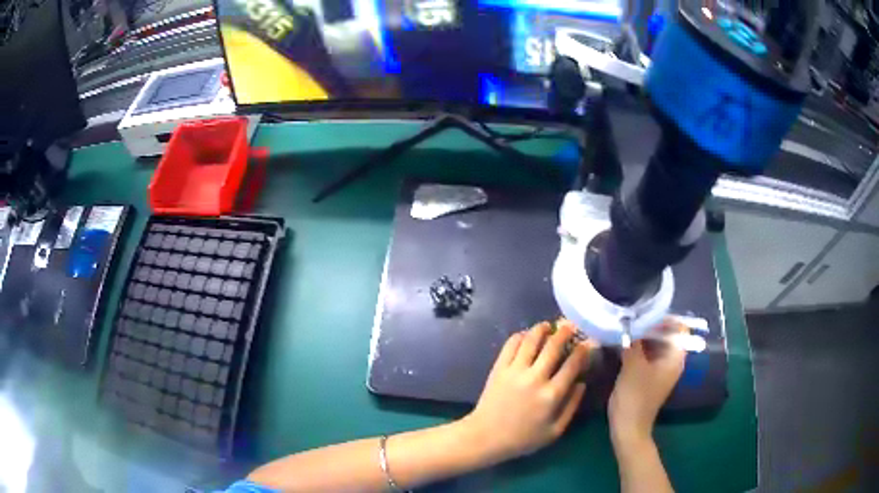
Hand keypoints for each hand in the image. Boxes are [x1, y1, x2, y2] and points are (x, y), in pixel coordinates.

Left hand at [462, 320, 594, 463]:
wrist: (486, 437)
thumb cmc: (523, 438)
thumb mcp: (554, 431)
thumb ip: (571, 406)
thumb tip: (582, 383)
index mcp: (552, 395)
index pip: (572, 364)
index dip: (583, 350)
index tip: (588, 343)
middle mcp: (535, 378)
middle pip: (553, 346)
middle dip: (565, 332)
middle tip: (570, 325)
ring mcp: (515, 371)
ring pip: (531, 340)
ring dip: (542, 329)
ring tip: (548, 325)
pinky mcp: (499, 368)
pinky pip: (511, 345)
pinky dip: (520, 336)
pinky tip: (526, 335)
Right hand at [608, 321, 686, 446]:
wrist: (628, 428)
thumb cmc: (635, 396)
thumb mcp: (633, 365)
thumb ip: (632, 341)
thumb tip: (628, 322)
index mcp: (674, 357)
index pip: (679, 328)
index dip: (665, 318)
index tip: (645, 311)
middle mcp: (671, 361)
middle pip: (666, 335)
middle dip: (649, 326)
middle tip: (630, 318)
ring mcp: (660, 370)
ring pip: (655, 345)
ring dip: (642, 337)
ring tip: (624, 328)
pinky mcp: (649, 377)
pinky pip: (647, 356)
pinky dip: (638, 349)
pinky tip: (622, 345)